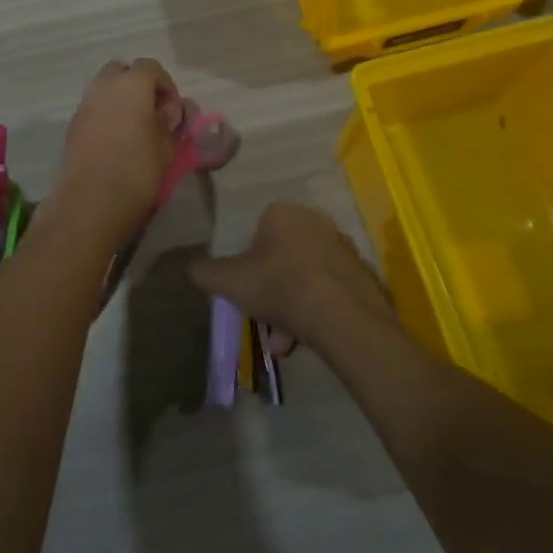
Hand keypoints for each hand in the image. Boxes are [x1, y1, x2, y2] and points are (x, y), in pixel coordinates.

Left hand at [53, 59, 183, 240]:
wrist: (90, 202)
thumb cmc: (137, 171)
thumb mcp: (167, 148)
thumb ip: (170, 122)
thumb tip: (170, 110)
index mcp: (131, 85)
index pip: (151, 67)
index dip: (166, 85)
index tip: (173, 110)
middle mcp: (103, 87)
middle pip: (121, 71)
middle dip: (137, 85)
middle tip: (152, 112)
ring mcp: (84, 105)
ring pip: (104, 89)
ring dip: (119, 100)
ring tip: (134, 129)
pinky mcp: (72, 126)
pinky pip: (93, 108)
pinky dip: (105, 115)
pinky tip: (116, 141)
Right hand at [189, 201, 397, 358]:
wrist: (343, 316)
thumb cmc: (280, 286)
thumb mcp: (229, 281)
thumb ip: (205, 272)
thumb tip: (189, 267)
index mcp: (282, 212)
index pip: (257, 231)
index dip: (248, 262)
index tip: (246, 288)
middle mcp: (315, 221)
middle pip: (282, 257)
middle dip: (271, 289)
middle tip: (264, 318)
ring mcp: (343, 247)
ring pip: (305, 276)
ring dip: (292, 305)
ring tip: (284, 341)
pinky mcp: (363, 273)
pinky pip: (329, 289)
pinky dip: (317, 309)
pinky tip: (308, 337)